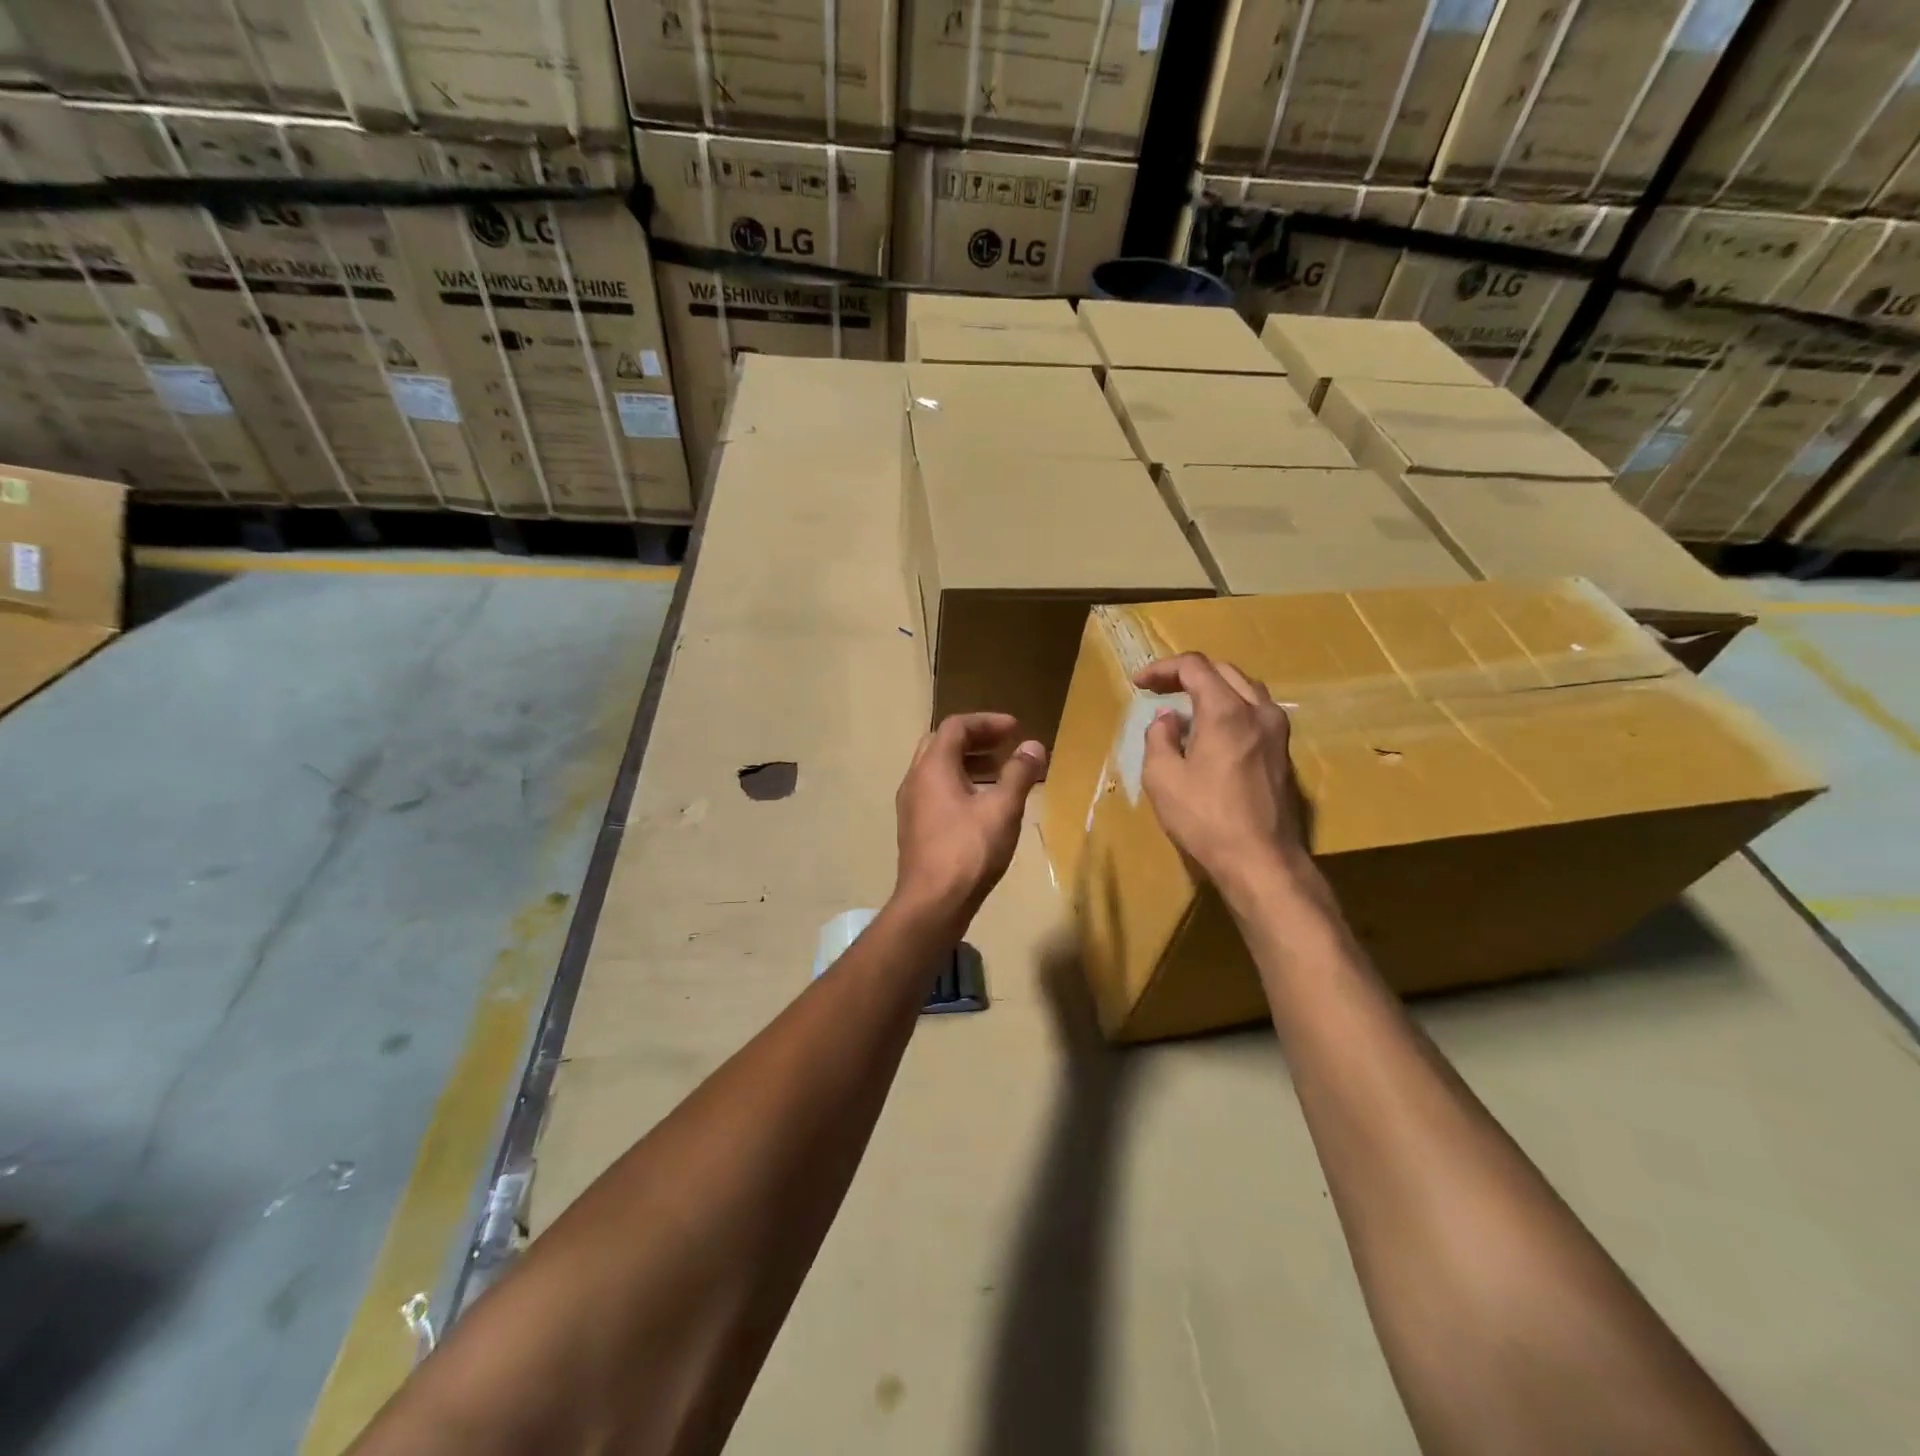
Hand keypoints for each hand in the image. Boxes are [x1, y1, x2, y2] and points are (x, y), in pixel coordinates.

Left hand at [893, 713, 1046, 930]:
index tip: (1016, 729)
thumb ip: (1019, 774)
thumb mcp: (1002, 809)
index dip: (987, 722)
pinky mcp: (914, 827)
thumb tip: (1034, 746)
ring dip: (968, 762)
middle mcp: (915, 779)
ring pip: (937, 769)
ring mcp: (911, 805)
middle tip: (1006, 745)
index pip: (957, 726)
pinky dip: (959, 784)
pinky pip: (936, 791)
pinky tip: (983, 805)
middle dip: (976, 739)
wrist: (931, 904)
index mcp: (933, 767)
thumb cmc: (968, 852)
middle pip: (943, 743)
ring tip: (1001, 772)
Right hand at [1135, 653, 1310, 894]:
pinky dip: (1230, 707)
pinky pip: (1255, 712)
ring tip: (1185, 705)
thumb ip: (1159, 738)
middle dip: (1187, 674)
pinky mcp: (1283, 753)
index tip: (1139, 683)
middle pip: (1223, 671)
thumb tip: (1167, 720)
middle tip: (1158, 689)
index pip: (1195, 666)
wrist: (1261, 861)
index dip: (1162, 668)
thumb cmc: (1205, 819)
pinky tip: (1211, 731)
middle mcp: (1258, 711)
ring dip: (1212, 688)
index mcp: (1226, 710)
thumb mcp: (1162, 778)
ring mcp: (1277, 732)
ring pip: (1245, 689)